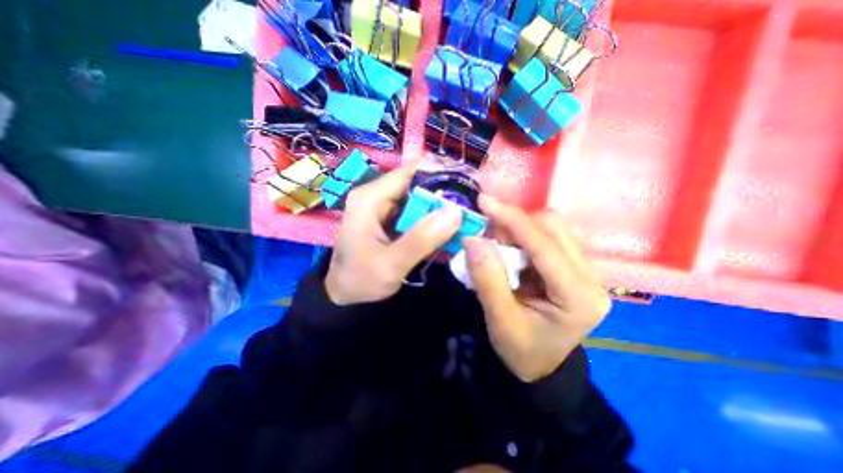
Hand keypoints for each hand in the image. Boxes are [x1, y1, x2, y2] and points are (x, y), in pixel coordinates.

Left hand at [326, 160, 463, 303]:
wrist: (344, 297)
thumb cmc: (360, 281)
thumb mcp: (391, 264)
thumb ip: (422, 238)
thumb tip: (456, 211)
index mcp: (370, 198)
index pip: (411, 171)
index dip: (441, 173)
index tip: (467, 184)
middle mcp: (376, 196)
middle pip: (417, 183)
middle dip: (445, 193)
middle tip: (473, 205)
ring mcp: (382, 207)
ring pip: (419, 198)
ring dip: (441, 207)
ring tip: (467, 216)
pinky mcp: (389, 220)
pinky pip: (415, 212)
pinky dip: (432, 219)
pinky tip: (449, 228)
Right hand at [464, 195, 610, 384]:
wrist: (540, 364)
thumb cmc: (522, 350)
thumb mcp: (500, 321)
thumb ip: (487, 279)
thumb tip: (473, 239)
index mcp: (579, 297)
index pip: (545, 246)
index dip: (513, 220)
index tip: (484, 202)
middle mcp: (590, 277)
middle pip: (554, 228)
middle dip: (515, 224)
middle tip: (488, 237)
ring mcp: (584, 269)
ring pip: (551, 228)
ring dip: (518, 229)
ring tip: (497, 246)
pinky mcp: (571, 265)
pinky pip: (546, 236)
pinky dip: (521, 236)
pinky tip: (509, 250)